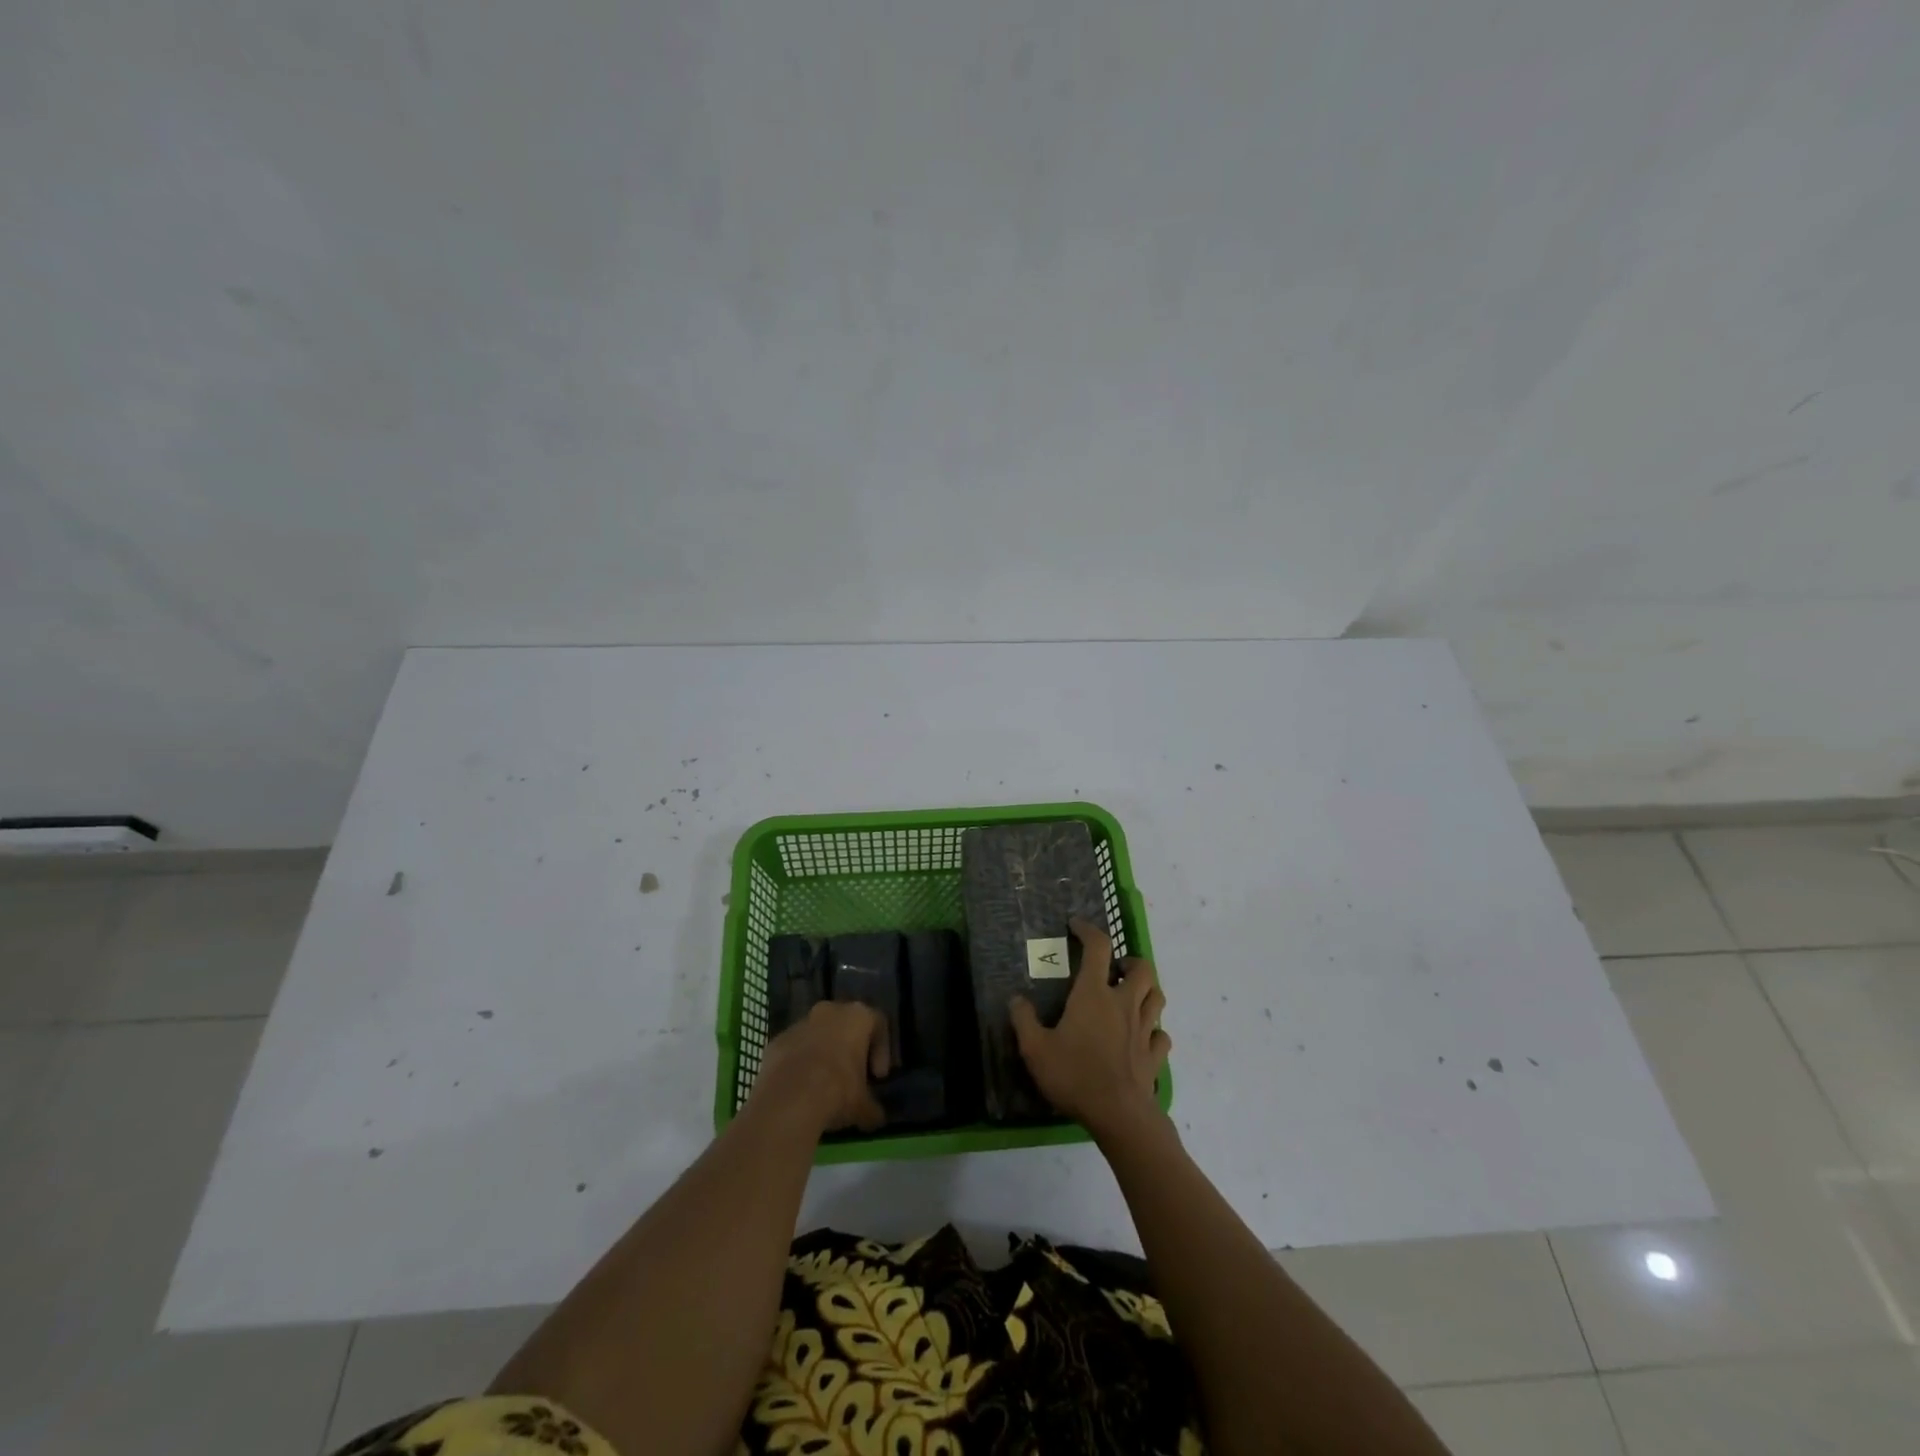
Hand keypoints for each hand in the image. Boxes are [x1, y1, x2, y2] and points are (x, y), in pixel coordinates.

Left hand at [752, 1000, 889, 1134]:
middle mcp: (830, 1010)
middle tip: (852, 1078)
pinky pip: (794, 1049)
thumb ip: (873, 1107)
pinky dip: (799, 1064)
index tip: (877, 1077)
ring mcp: (800, 1023)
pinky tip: (799, 1090)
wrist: (788, 1100)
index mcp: (858, 1016)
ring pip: (817, 1035)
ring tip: (823, 1087)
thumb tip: (875, 1116)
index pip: (879, 1024)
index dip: (882, 1051)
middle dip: (850, 1049)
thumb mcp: (864, 1106)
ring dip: (823, 1055)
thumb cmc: (838, 1091)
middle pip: (845, 1025)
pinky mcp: (777, 1040)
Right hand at [1011, 917, 1170, 1138]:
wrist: (1119, 1115)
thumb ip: (1024, 1021)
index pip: (1098, 947)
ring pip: (1157, 997)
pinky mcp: (1155, 1055)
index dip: (1089, 930)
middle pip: (1142, 968)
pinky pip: (1162, 1035)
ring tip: (1130, 997)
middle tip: (1114, 971)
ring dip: (1147, 991)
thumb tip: (1016, 999)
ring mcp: (1144, 1029)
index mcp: (1094, 994)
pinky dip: (1154, 1031)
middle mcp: (1123, 1003)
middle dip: (1130, 962)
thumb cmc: (1074, 1075)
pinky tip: (1142, 1038)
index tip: (1077, 926)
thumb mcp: (1035, 1049)